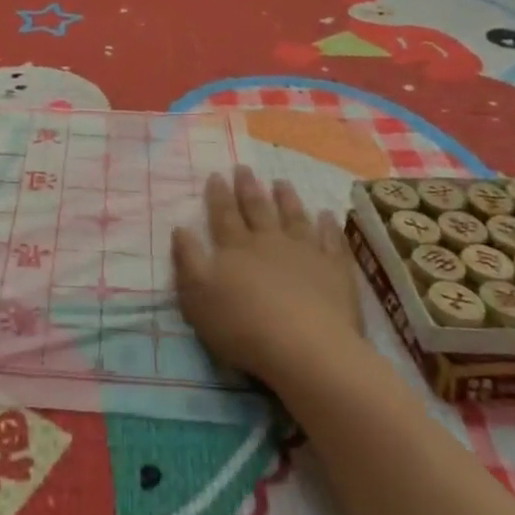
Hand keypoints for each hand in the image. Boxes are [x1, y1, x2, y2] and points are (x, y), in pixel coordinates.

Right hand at [172, 166, 362, 388]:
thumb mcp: (197, 295)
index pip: (223, 215)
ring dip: (287, 199)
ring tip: (282, 182)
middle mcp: (269, 242)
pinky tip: (326, 215)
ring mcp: (305, 253)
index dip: (218, 195)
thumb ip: (188, 260)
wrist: (304, 347)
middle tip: (244, 168)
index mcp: (235, 248)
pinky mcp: (334, 271)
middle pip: (257, 209)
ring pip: (294, 218)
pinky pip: (331, 241)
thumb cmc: (242, 324)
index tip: (217, 174)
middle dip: (248, 188)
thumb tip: (180, 228)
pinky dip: (328, 226)